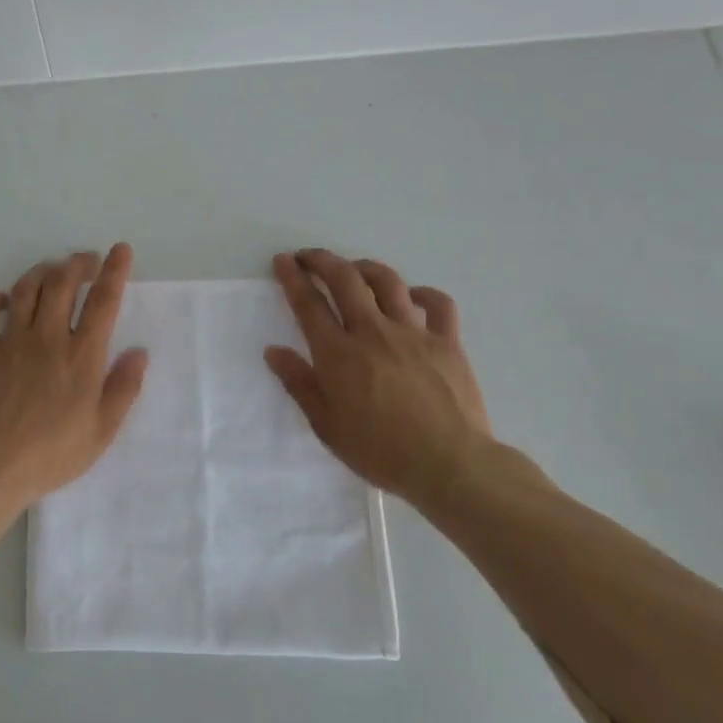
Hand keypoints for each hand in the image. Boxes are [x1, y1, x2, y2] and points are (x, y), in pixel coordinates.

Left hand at [0, 244, 148, 509]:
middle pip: (62, 283)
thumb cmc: (53, 454)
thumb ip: (123, 388)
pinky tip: (1, 299)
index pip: (102, 301)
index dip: (114, 270)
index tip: (120, 250)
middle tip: (85, 261)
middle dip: (77, 263)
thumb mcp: (102, 431)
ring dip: (41, 272)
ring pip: (25, 289)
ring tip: (51, 271)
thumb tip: (139, 352)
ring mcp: (11, 342)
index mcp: (81, 356)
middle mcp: (47, 338)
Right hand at [264, 249, 500, 515]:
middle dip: (322, 260)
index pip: (308, 304)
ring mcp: (413, 333)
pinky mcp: (447, 342)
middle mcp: (373, 332)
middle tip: (308, 256)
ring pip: (388, 281)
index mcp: (339, 354)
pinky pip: (438, 304)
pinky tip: (413, 296)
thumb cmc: (380, 451)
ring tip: (354, 268)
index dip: (292, 277)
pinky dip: (423, 293)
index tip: (282, 261)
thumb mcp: (327, 425)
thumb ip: (299, 383)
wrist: (449, 465)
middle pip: (345, 279)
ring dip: (365, 267)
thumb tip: (274, 350)